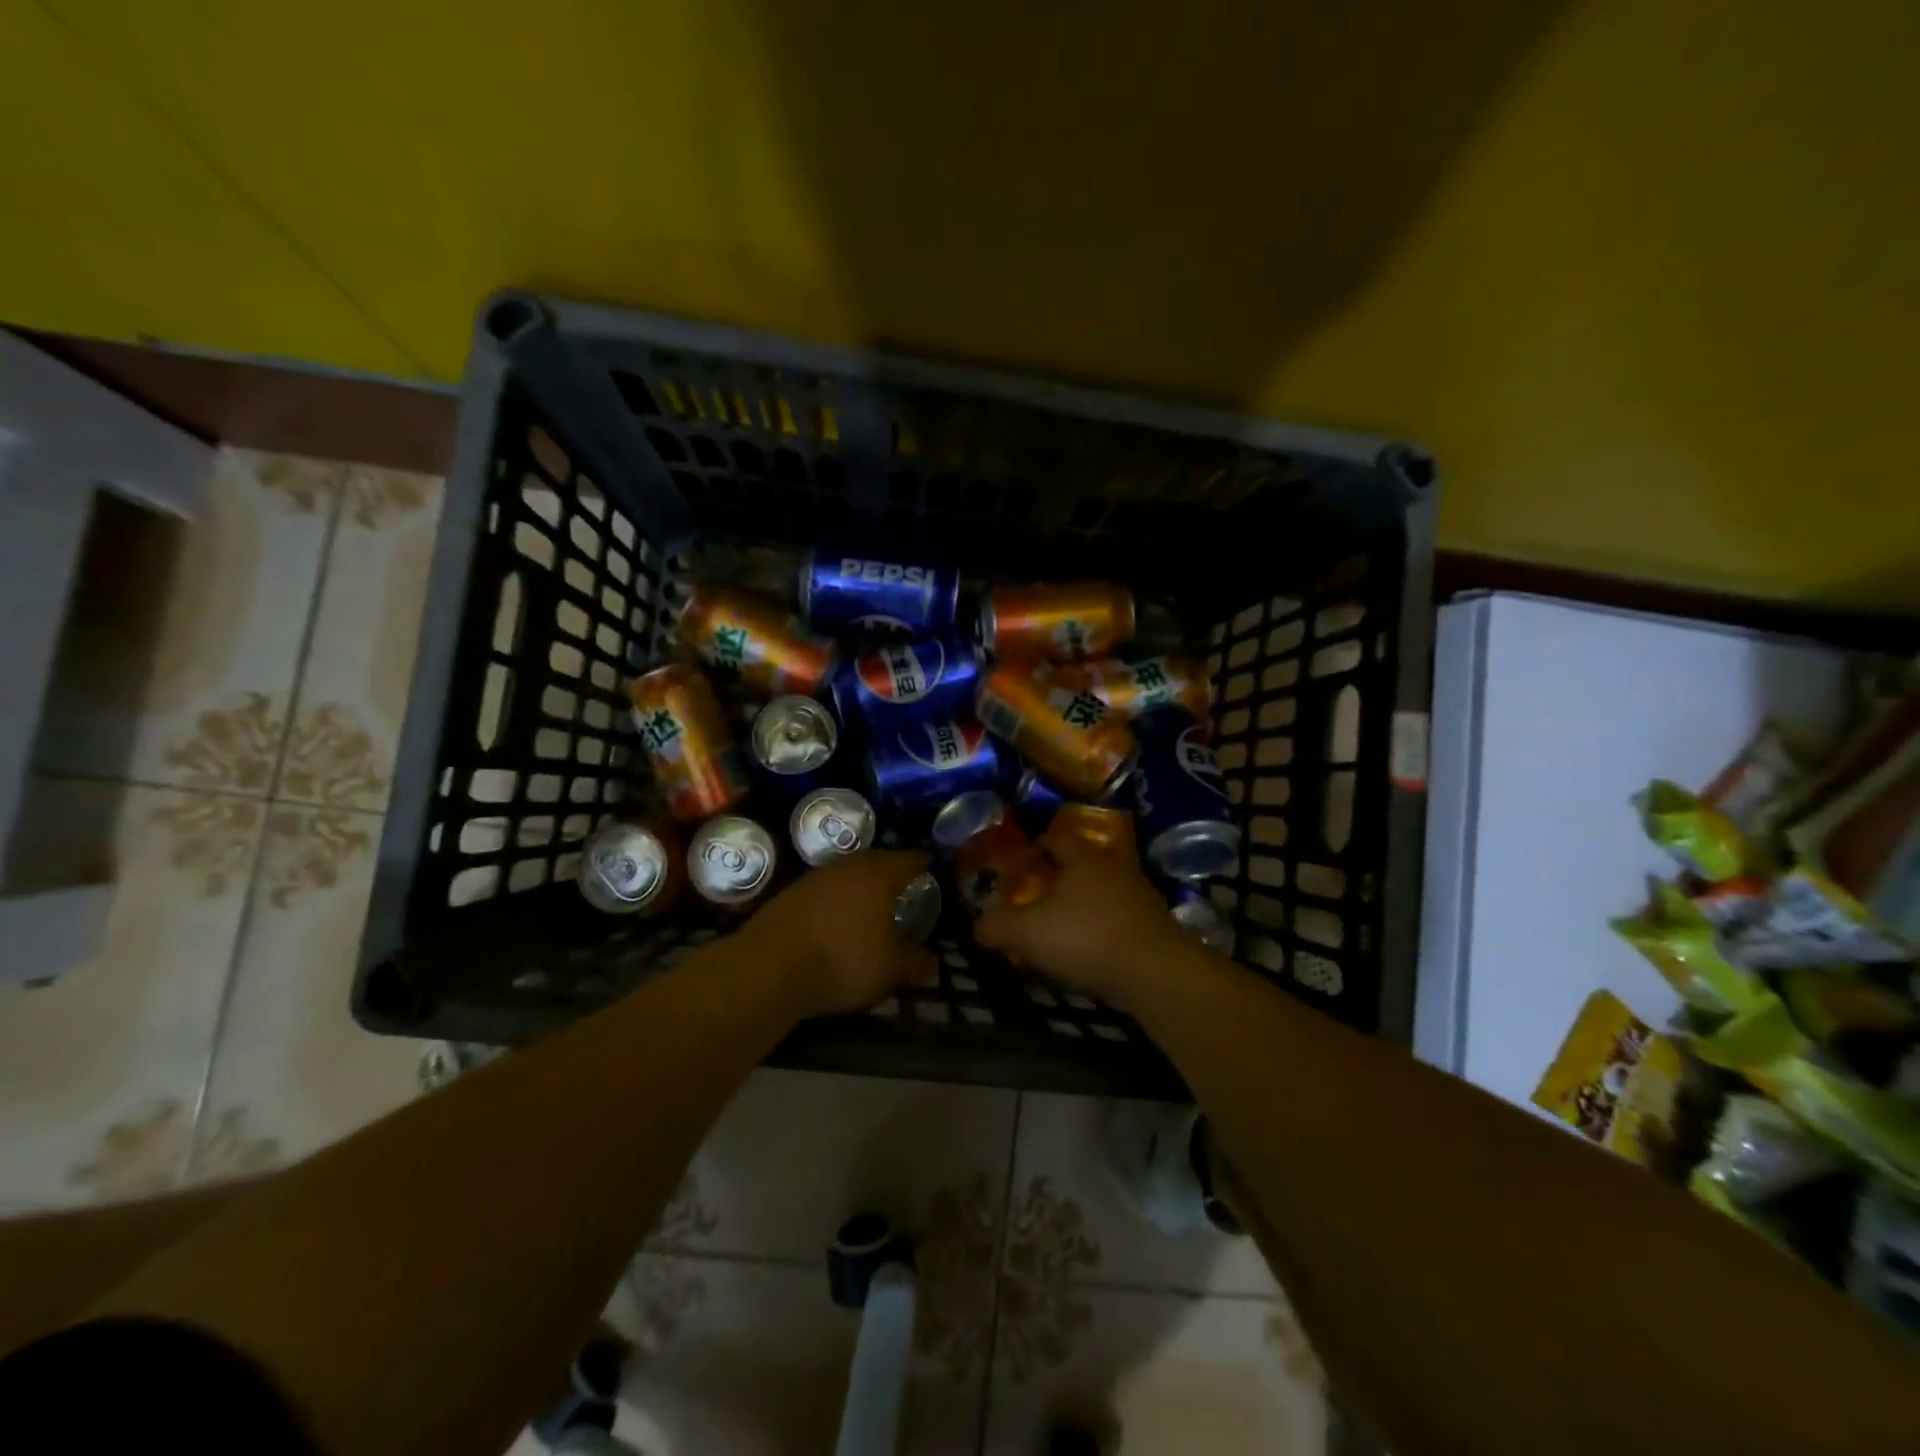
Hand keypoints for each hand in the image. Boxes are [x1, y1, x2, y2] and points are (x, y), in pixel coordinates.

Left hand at [738, 850, 937, 1016]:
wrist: (768, 968)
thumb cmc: (842, 962)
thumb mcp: (890, 971)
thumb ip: (915, 963)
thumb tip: (932, 963)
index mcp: (878, 876)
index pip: (907, 860)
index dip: (921, 863)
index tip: (929, 867)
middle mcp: (847, 867)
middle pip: (876, 860)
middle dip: (890, 870)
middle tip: (902, 883)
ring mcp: (814, 878)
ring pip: (846, 873)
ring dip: (859, 883)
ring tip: (869, 901)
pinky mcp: (789, 894)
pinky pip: (823, 889)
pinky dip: (835, 898)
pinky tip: (835, 916)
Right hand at [972, 834, 1192, 1006]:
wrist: (1156, 972)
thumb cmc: (1086, 938)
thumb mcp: (1027, 932)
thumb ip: (997, 925)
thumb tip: (977, 924)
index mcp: (1083, 857)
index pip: (1057, 837)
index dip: (1036, 846)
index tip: (1021, 862)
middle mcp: (1114, 866)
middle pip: (1081, 863)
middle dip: (1059, 877)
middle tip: (1036, 896)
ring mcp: (1139, 894)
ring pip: (1102, 891)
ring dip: (1082, 904)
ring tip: (1061, 926)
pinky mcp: (1154, 924)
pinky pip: (1119, 917)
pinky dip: (1102, 927)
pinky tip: (1090, 950)